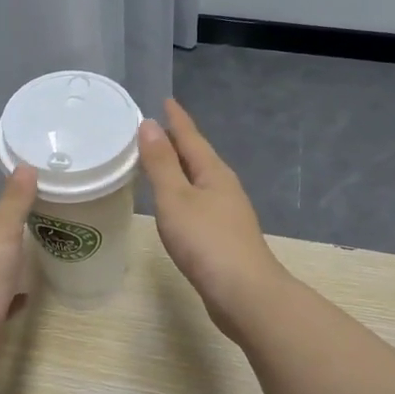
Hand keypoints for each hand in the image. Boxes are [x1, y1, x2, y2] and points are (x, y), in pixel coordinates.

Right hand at [137, 99, 291, 338]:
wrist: (244, 293)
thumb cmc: (206, 241)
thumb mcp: (175, 198)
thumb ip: (161, 163)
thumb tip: (151, 125)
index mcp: (214, 173)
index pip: (191, 137)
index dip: (177, 120)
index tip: (166, 100)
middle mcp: (224, 188)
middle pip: (199, 158)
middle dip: (179, 143)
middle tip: (156, 129)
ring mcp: (228, 214)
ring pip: (200, 182)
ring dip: (182, 170)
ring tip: (161, 164)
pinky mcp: (225, 238)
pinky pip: (200, 204)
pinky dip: (184, 196)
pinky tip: (177, 207)